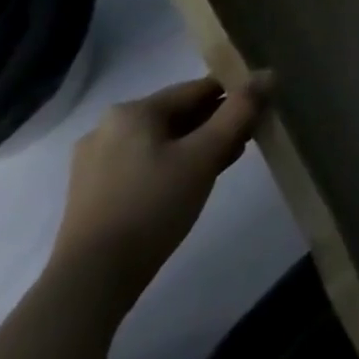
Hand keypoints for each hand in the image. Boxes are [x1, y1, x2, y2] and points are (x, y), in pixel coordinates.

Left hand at [48, 76, 268, 306]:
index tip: (262, 110)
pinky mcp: (94, 193)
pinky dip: (174, 165)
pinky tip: (194, 181)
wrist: (90, 283)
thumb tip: (268, 74)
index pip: (198, 89)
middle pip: (180, 114)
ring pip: (164, 141)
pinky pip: (146, 164)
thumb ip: (240, 110)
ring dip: (198, 145)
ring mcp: (96, 163)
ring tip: (229, 160)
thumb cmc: (152, 206)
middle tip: (250, 138)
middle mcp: (109, 128)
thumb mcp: (205, 154)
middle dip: (217, 123)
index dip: (235, 95)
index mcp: (132, 111)